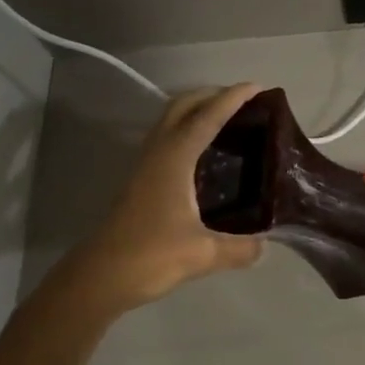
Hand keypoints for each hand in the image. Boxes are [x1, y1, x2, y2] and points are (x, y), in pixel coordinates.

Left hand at [54, 84, 265, 315]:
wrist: (98, 278)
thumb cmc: (150, 256)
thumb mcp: (203, 254)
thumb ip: (239, 248)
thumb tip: (265, 246)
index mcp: (175, 158)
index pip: (208, 117)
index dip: (233, 98)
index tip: (257, 87)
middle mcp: (158, 152)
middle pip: (183, 106)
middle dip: (211, 94)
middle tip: (242, 99)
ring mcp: (145, 165)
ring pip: (170, 120)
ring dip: (196, 110)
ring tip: (225, 118)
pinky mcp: (140, 180)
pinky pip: (167, 138)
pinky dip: (187, 130)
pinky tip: (202, 152)